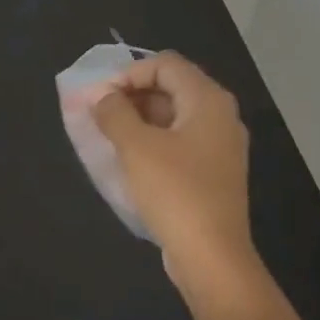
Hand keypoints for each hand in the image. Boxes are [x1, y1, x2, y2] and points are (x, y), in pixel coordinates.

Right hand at [89, 53, 261, 307]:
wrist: (211, 255)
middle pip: (172, 87)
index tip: (99, 99)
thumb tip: (102, 96)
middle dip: (131, 97)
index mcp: (208, 101)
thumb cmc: (174, 192)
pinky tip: (130, 163)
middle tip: (99, 118)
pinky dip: (153, 143)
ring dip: (139, 121)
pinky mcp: (213, 172)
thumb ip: (114, 113)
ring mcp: (220, 146)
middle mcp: (220, 116)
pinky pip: (179, 143)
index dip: (128, 74)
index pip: (165, 64)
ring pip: (174, 117)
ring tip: (108, 140)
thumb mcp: (135, 147)